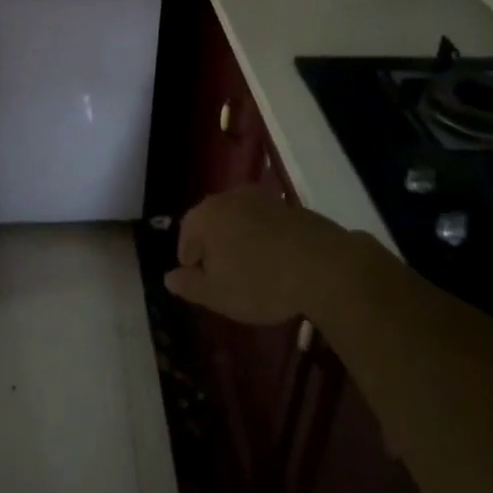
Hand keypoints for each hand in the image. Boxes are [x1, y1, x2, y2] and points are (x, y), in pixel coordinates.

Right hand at [164, 186, 352, 324]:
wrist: (323, 265)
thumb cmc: (260, 282)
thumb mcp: (217, 295)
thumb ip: (189, 285)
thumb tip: (168, 277)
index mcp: (205, 215)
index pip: (186, 235)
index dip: (190, 261)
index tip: (202, 283)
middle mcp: (228, 198)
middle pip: (211, 222)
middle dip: (213, 248)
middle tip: (224, 278)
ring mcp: (260, 198)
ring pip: (238, 220)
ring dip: (239, 241)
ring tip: (250, 271)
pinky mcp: (288, 205)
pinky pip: (264, 222)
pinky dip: (263, 238)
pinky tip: (275, 261)